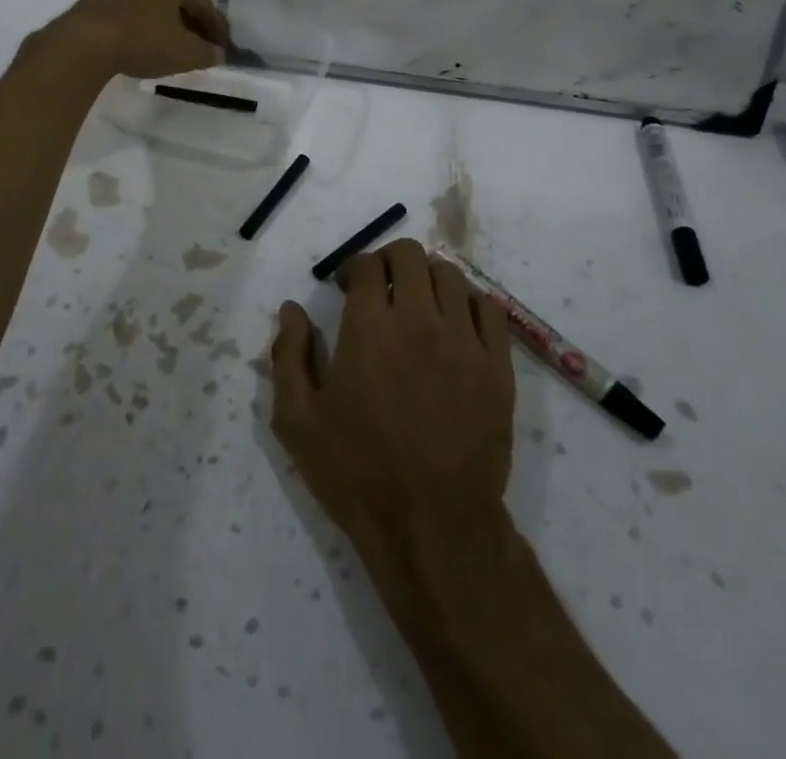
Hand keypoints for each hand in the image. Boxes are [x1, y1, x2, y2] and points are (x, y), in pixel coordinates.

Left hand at [37, 0, 227, 81]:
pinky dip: (144, 26)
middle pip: (178, 0)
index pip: (203, 3)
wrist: (84, 44)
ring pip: (154, 4)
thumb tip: (217, 53)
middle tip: (201, 48)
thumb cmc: (143, 40)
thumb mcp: (184, 52)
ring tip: (174, 49)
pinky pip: (132, 11)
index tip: (223, 48)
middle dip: (191, 24)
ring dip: (166, 25)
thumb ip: (206, 52)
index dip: (216, 29)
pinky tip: (146, 45)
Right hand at [271, 240, 514, 566]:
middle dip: (389, 260)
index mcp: (369, 327)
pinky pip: (489, 309)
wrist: (432, 528)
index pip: (367, 264)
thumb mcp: (297, 420)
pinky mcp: (497, 368)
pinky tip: (455, 323)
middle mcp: (419, 320)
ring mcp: (464, 342)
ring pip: (451, 276)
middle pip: (411, 255)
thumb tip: (292, 309)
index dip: (353, 267)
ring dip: (427, 278)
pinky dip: (469, 302)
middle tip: (380, 287)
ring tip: (418, 304)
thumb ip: (288, 355)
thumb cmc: (357, 472)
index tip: (345, 287)